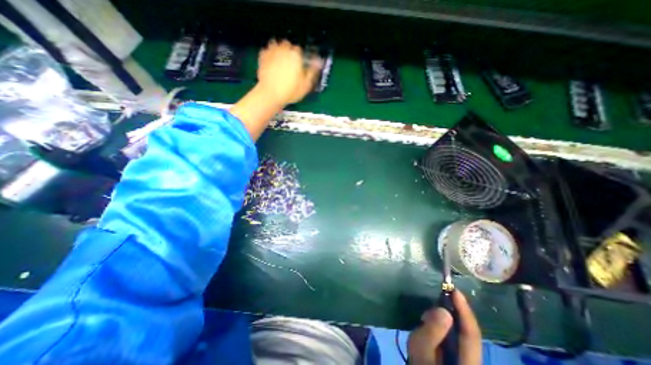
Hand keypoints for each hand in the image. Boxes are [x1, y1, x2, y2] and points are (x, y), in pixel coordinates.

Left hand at [257, 39, 322, 105]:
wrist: (270, 94)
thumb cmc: (290, 91)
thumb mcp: (306, 85)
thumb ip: (313, 71)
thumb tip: (319, 62)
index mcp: (296, 54)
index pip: (301, 51)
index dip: (301, 59)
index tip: (300, 67)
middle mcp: (284, 49)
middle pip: (288, 46)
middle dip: (290, 54)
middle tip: (290, 67)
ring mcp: (272, 51)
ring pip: (277, 46)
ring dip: (279, 52)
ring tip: (281, 65)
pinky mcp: (262, 56)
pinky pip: (267, 51)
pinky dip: (270, 56)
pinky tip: (272, 65)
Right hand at [408, 289, 478, 363]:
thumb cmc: (421, 364)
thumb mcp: (421, 349)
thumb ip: (432, 331)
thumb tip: (443, 309)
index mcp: (468, 362)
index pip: (471, 333)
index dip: (464, 310)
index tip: (454, 290)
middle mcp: (472, 360)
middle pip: (468, 332)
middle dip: (454, 311)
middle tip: (438, 297)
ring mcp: (465, 358)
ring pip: (461, 333)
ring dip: (448, 317)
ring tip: (430, 311)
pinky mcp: (457, 354)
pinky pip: (455, 336)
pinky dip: (445, 325)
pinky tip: (432, 323)